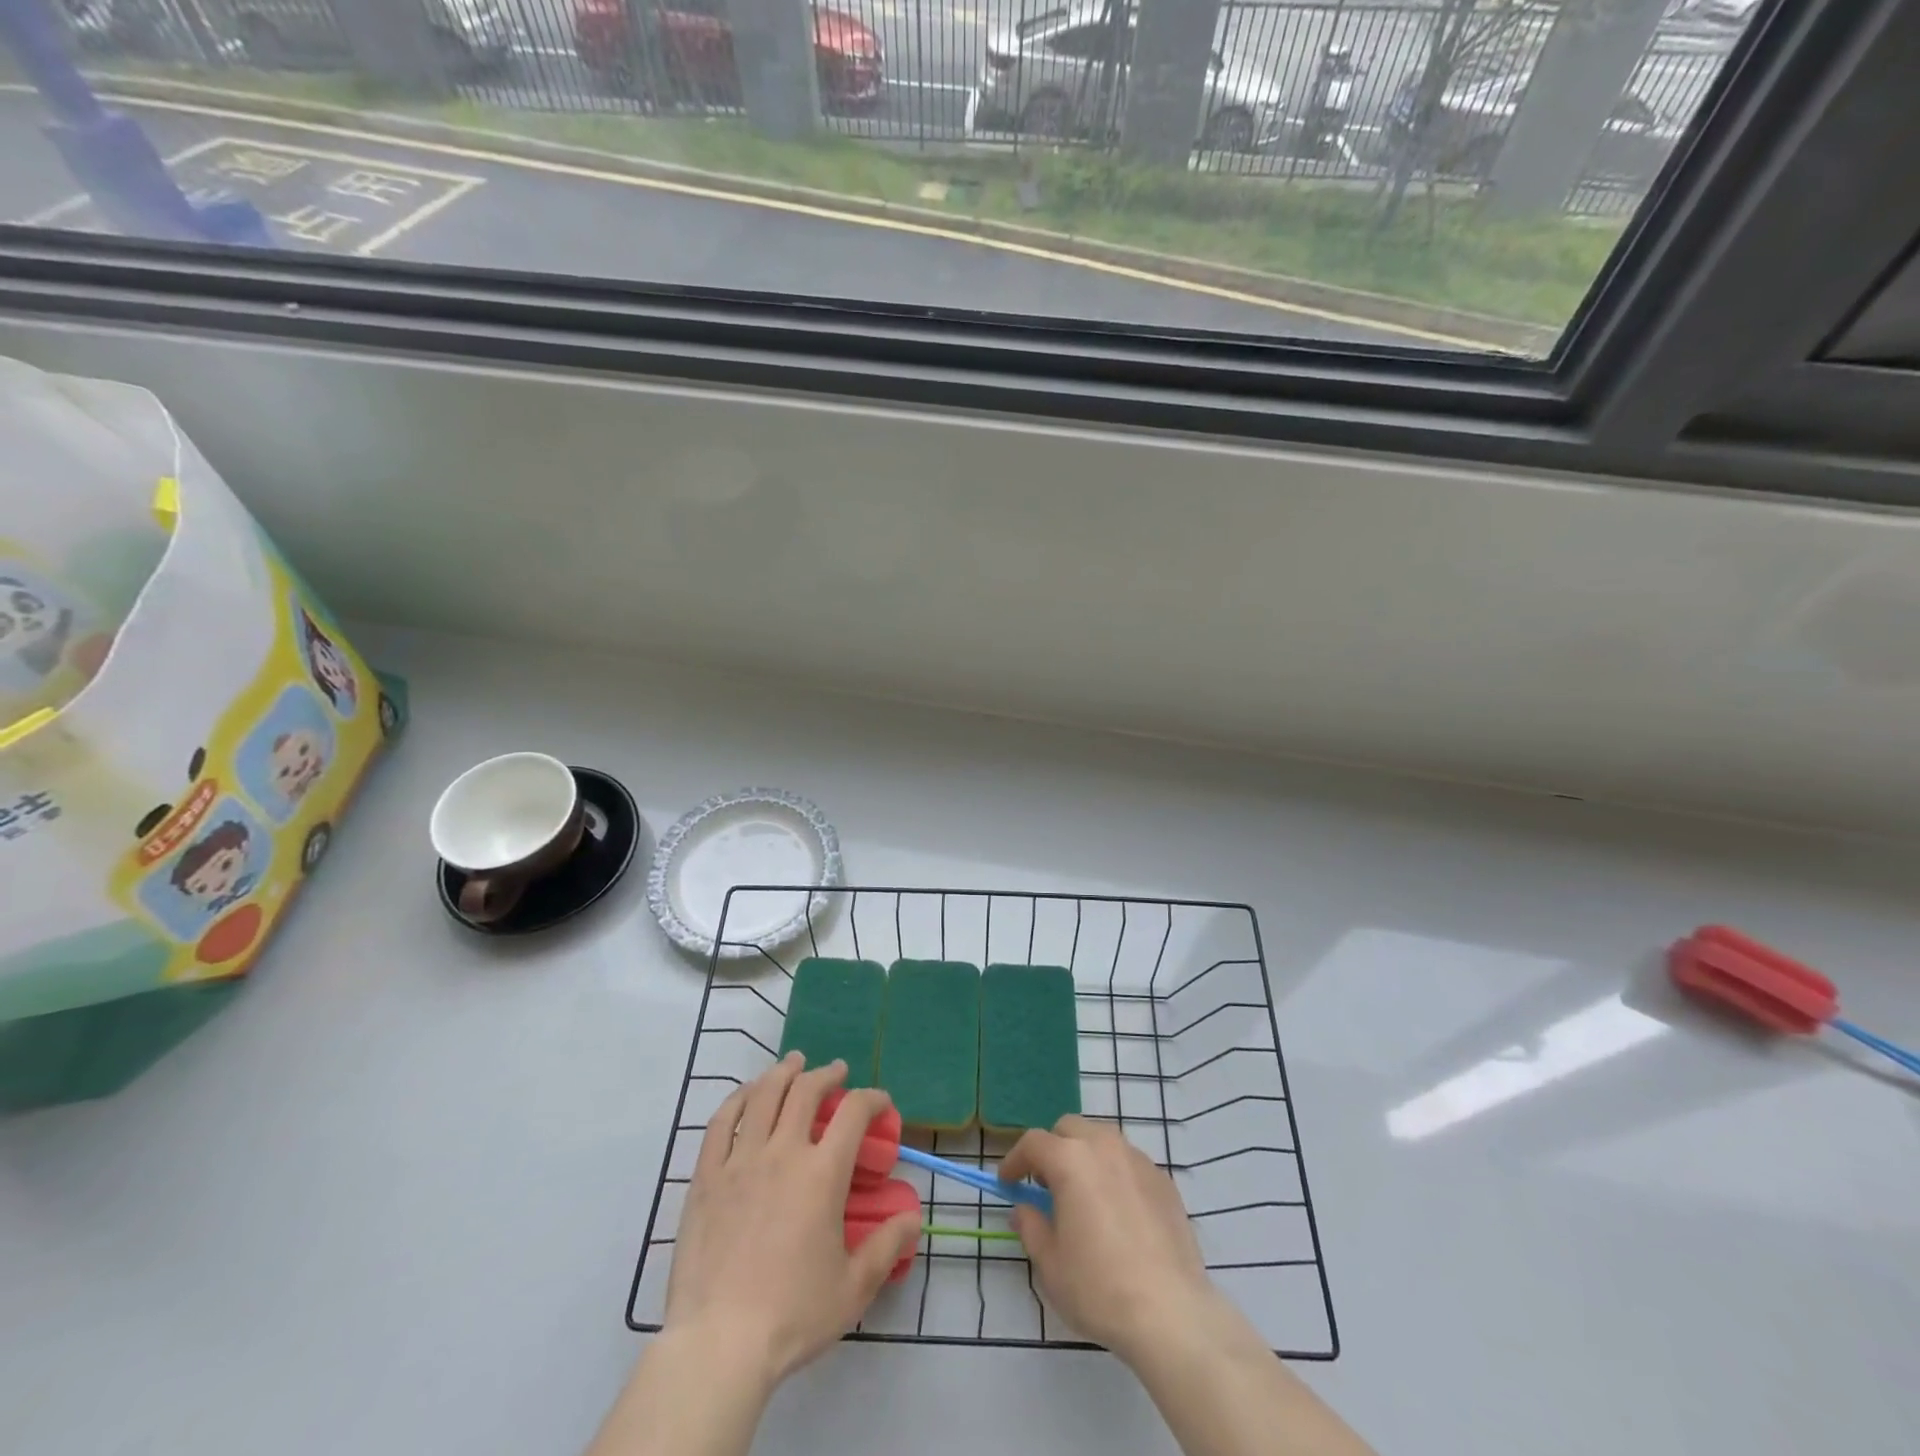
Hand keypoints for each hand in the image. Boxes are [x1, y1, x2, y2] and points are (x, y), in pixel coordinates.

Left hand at [664, 1053, 920, 1389]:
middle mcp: (783, 1152)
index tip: (880, 1103)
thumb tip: (913, 1218)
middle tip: (835, 1071)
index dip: (872, 1098)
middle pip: (805, 1090)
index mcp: (822, 1173)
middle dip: (826, 1074)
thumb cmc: (793, 1315)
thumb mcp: (853, 1287)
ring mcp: (740, 1161)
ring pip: (762, 1095)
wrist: (719, 1345)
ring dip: (782, 1072)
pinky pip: (721, 1122)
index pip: (853, 1112)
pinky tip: (746, 1094)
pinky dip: (737, 1099)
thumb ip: (887, 1246)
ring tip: (793, 1063)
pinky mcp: (706, 1177)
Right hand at [1001, 1115, 1220, 1363]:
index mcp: (1070, 1160)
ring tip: (1084, 1196)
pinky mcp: (1164, 1181)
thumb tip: (1024, 1209)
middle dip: (1052, 1149)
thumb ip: (1031, 1226)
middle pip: (1070, 1128)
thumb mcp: (1050, 1263)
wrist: (1170, 1312)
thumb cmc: (1099, 1287)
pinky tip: (1118, 1212)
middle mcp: (1104, 1146)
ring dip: (1085, 1156)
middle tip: (1046, 1185)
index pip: (1033, 1142)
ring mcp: (1138, 1160)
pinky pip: (1129, 1163)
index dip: (1015, 1160)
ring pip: (1102, 1139)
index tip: (1008, 1183)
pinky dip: (1115, 1174)